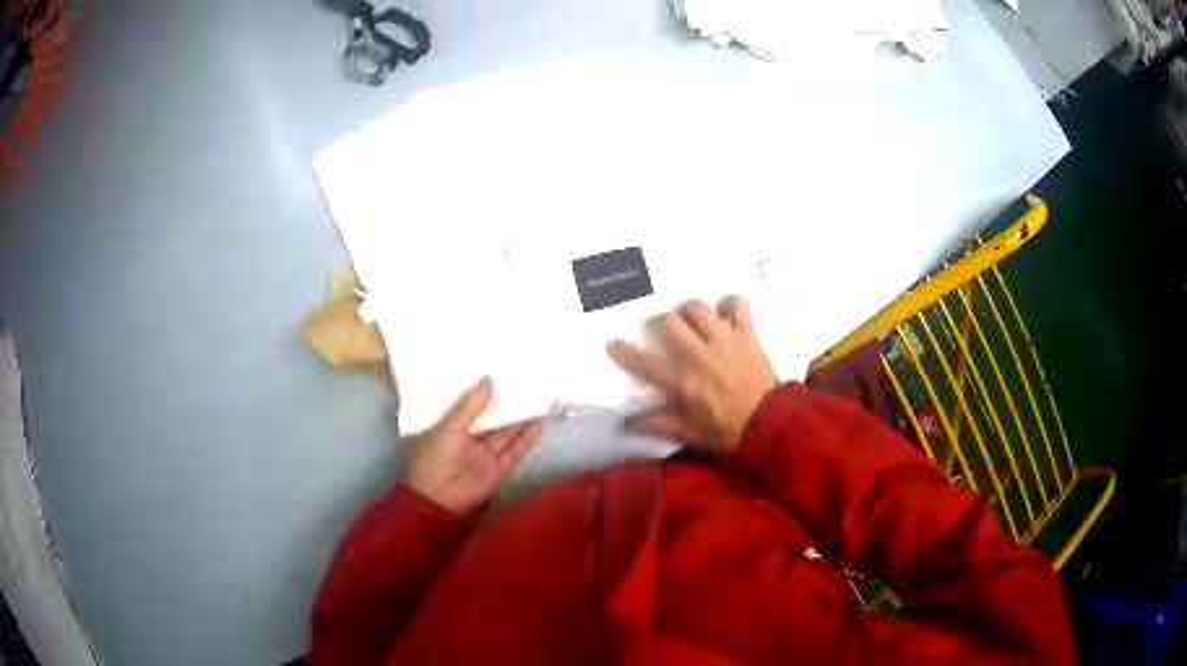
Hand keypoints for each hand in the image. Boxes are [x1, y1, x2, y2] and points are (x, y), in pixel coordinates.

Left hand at [403, 377, 542, 516]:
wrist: (438, 499)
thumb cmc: (436, 458)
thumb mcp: (450, 427)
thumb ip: (471, 405)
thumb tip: (489, 379)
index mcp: (451, 428)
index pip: (470, 407)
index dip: (484, 394)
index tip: (500, 374)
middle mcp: (469, 441)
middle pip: (491, 421)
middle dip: (506, 406)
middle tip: (524, 384)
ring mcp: (485, 456)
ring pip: (505, 435)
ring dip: (520, 420)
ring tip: (537, 399)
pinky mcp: (499, 470)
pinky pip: (514, 451)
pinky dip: (526, 438)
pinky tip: (538, 423)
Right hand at [607, 296, 778, 451]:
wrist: (770, 424)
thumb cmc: (727, 430)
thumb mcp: (690, 433)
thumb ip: (658, 425)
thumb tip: (627, 424)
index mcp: (682, 381)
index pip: (645, 363)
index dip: (624, 352)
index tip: (613, 344)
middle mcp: (699, 354)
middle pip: (669, 322)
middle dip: (661, 323)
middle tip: (663, 331)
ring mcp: (725, 340)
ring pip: (698, 308)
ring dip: (690, 311)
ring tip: (691, 319)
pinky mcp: (746, 334)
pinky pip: (738, 305)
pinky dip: (730, 304)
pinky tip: (725, 313)